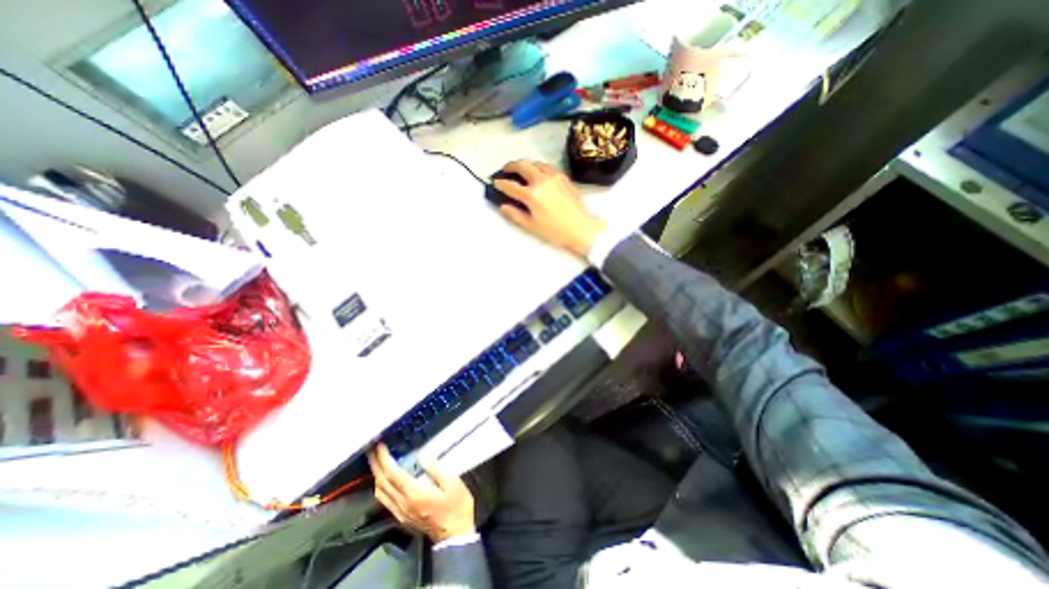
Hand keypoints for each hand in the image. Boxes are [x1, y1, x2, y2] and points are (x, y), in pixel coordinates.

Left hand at [364, 441, 474, 543]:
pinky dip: (381, 486)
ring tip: (377, 461)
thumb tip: (422, 455)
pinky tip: (385, 479)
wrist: (455, 535)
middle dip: (375, 464)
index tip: (379, 445)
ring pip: (380, 493)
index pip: (392, 473)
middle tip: (373, 449)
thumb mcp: (452, 483)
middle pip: (382, 483)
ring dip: (376, 475)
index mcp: (414, 493)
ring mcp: (400, 512)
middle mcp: (402, 503)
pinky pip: (384, 500)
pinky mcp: (402, 517)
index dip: (383, 458)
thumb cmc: (456, 505)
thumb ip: (436, 468)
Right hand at [498, 160, 610, 256]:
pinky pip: (547, 166)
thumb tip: (503, 206)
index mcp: (532, 195)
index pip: (511, 186)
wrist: (581, 228)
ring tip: (521, 170)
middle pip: (522, 166)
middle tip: (505, 170)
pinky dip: (538, 167)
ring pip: (535, 163)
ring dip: (525, 164)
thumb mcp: (532, 226)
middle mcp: (541, 180)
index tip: (495, 183)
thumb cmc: (555, 231)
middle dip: (511, 166)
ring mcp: (554, 176)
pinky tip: (538, 173)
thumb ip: (515, 215)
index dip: (501, 184)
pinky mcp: (563, 177)